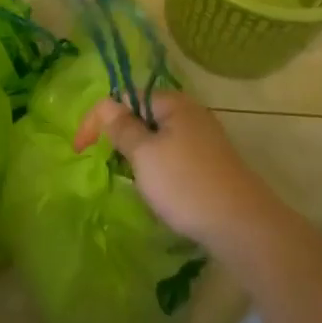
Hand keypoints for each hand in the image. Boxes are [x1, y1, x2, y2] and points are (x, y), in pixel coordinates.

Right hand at [75, 91, 286, 250]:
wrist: (242, 225)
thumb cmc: (185, 184)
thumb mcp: (144, 155)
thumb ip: (122, 128)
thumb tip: (108, 105)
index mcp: (173, 103)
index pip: (125, 97)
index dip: (98, 119)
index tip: (79, 150)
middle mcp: (191, 113)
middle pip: (143, 115)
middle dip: (121, 136)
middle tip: (110, 165)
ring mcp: (205, 138)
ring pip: (159, 138)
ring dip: (140, 155)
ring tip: (134, 181)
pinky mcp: (212, 163)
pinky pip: (175, 156)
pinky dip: (159, 168)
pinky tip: (160, 191)